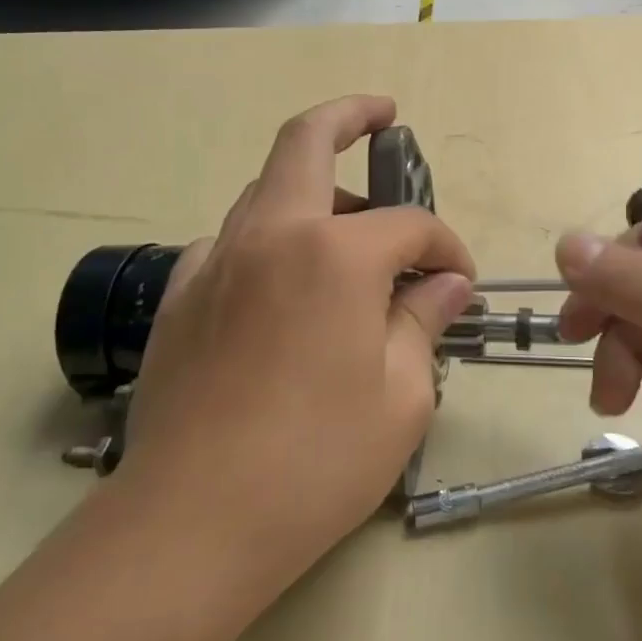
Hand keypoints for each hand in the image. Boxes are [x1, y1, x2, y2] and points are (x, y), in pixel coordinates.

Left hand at [117, 95, 475, 591]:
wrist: (191, 525)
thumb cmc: (316, 462)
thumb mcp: (401, 396)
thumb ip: (424, 321)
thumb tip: (447, 283)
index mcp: (334, 254)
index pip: (410, 225)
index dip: (446, 245)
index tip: (460, 280)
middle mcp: (271, 234)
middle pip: (307, 141)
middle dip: (350, 115)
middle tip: (382, 116)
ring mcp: (216, 259)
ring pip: (265, 187)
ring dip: (311, 187)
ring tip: (346, 228)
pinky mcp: (181, 295)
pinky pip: (231, 239)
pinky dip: (267, 237)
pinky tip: (283, 283)